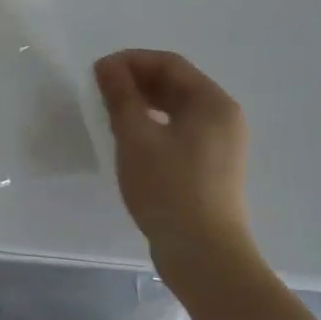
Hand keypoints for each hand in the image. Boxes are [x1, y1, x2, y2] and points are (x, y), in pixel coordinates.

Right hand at [95, 50, 253, 278]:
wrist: (204, 258)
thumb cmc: (169, 188)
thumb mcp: (136, 136)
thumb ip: (120, 95)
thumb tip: (107, 67)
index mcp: (212, 102)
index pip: (168, 63)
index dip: (130, 61)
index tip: (98, 73)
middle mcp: (223, 117)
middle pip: (175, 82)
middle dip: (135, 80)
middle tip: (100, 91)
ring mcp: (220, 144)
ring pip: (176, 107)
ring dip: (142, 102)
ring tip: (111, 112)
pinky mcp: (212, 167)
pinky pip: (180, 129)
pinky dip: (154, 123)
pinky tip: (131, 137)